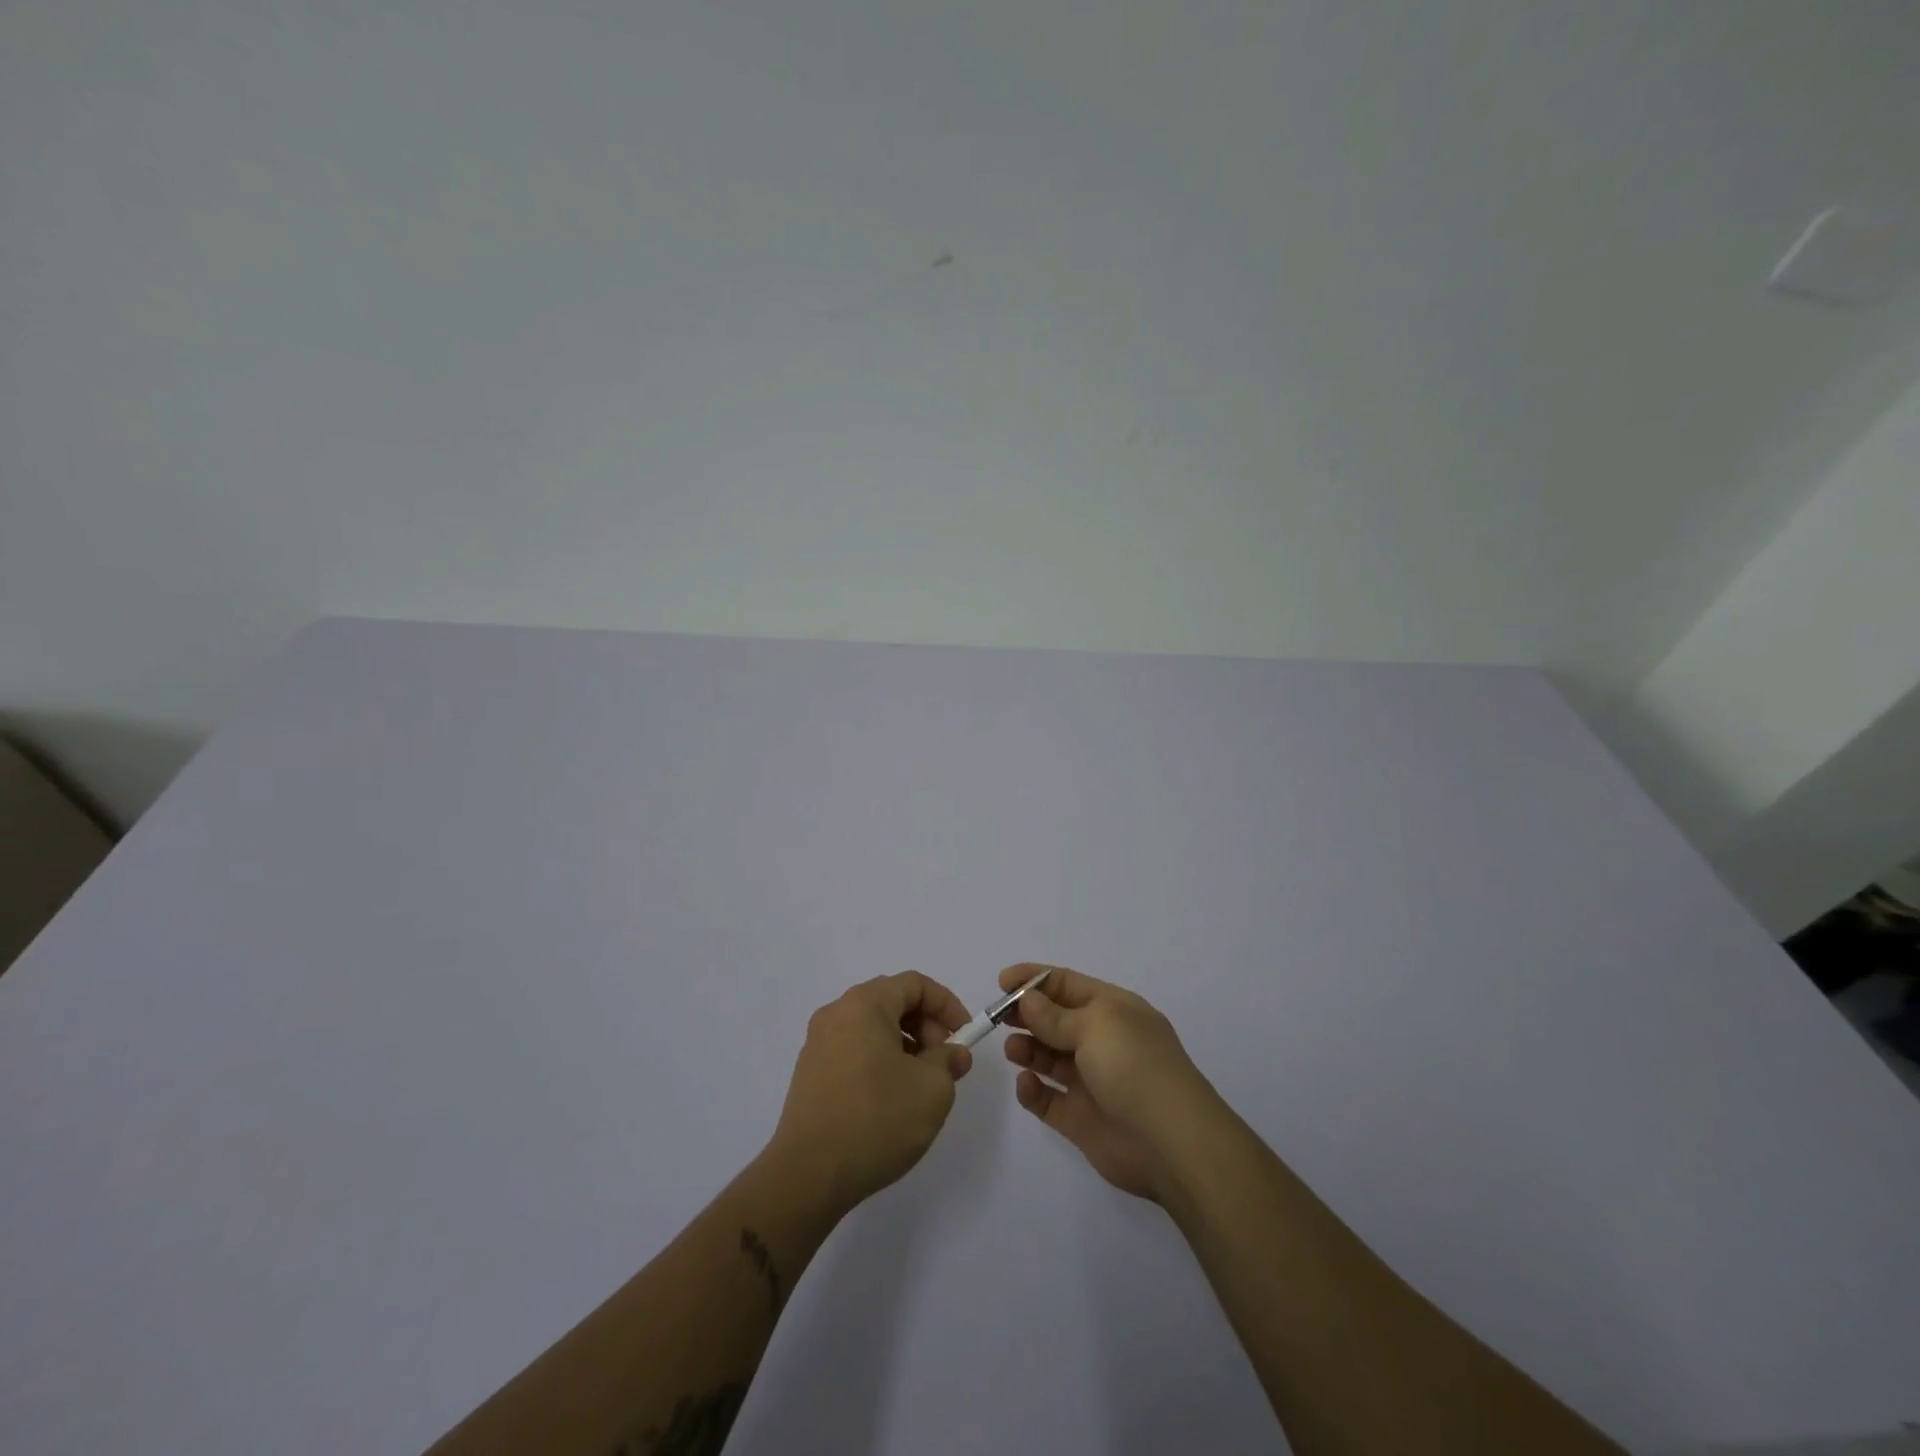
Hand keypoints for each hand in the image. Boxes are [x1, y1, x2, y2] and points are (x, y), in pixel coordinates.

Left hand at [769, 972, 974, 1215]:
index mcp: (864, 1004)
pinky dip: (880, 1061)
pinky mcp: (810, 1074)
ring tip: (921, 1085)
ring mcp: (818, 1044)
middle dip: (926, 1026)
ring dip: (904, 1046)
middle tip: (944, 1062)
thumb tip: (953, 1054)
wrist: (808, 1175)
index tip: (965, 1036)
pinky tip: (891, 1100)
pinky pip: (854, 1051)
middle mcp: (837, 1013)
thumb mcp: (932, 1089)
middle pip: (892, 1002)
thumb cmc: (877, 1119)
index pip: (915, 984)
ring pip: (873, 1028)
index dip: (947, 1005)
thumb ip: (949, 1061)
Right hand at [1000, 963, 1220, 1202]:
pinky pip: (1048, 1099)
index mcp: (1112, 1010)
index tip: (1001, 982)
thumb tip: (1027, 999)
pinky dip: (1032, 1090)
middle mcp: (1102, 1041)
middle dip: (1026, 1015)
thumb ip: (1054, 1016)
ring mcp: (1091, 1081)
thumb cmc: (1133, 1066)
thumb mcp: (1095, 1026)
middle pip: (1054, 1020)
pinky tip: (1026, 1085)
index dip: (1034, 979)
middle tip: (998, 1017)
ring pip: (1048, 1058)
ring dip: (1027, 1049)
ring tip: (1014, 1050)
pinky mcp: (1081, 1119)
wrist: (1170, 1142)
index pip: (1067, 984)